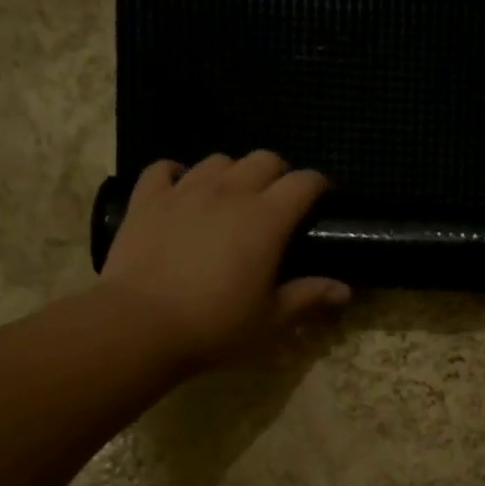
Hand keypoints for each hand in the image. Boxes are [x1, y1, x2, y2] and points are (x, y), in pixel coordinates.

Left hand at [100, 151, 349, 367]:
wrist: (140, 325)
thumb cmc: (215, 325)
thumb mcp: (271, 320)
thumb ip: (308, 297)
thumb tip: (344, 289)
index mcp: (267, 218)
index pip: (304, 183)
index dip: (318, 186)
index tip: (322, 200)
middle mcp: (229, 192)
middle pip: (263, 160)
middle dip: (278, 174)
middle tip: (278, 203)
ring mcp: (184, 190)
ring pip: (218, 160)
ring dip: (232, 174)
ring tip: (231, 199)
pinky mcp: (146, 199)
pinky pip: (164, 169)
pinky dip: (178, 174)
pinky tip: (180, 192)